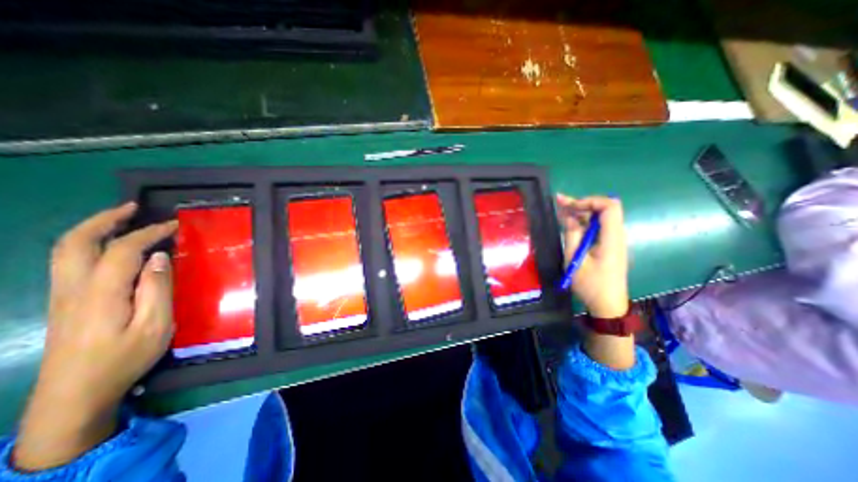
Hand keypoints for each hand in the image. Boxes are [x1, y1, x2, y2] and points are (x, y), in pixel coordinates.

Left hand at [13, 202, 176, 470]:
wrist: (72, 395)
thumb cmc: (123, 359)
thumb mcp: (154, 326)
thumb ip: (157, 289)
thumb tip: (160, 258)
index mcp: (101, 294)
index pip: (122, 250)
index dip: (148, 233)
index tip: (173, 225)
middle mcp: (73, 288)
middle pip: (76, 243)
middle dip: (104, 220)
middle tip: (133, 207)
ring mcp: (63, 295)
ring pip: (66, 251)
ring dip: (93, 229)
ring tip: (121, 219)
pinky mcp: (64, 302)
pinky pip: (70, 262)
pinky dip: (88, 244)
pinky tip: (109, 247)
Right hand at [556, 195, 635, 370]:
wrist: (607, 306)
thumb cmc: (591, 285)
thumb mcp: (575, 260)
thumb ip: (572, 235)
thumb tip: (569, 216)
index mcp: (612, 238)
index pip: (610, 207)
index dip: (590, 201)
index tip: (570, 206)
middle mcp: (615, 235)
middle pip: (604, 209)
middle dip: (581, 203)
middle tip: (559, 202)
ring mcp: (612, 240)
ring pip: (599, 217)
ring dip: (580, 212)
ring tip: (560, 209)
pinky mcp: (607, 246)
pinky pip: (596, 228)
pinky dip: (582, 222)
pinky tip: (567, 222)